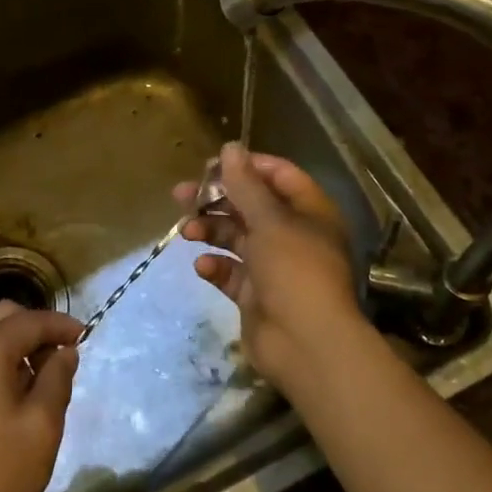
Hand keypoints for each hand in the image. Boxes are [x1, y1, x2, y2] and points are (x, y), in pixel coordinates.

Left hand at [0, 303, 80, 491]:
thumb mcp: (42, 427)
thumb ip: (57, 378)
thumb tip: (64, 352)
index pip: (29, 321)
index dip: (60, 324)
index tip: (84, 336)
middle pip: (1, 316)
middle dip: (34, 328)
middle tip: (59, 357)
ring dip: (11, 341)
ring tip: (34, 377)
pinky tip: (5, 390)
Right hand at [174, 143, 365, 391]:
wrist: (307, 345)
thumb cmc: (294, 271)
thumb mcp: (269, 220)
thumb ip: (245, 184)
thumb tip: (230, 147)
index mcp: (308, 212)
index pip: (278, 176)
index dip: (246, 167)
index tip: (211, 165)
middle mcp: (293, 235)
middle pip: (251, 206)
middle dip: (217, 199)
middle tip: (182, 195)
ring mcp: (274, 267)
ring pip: (236, 238)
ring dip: (210, 231)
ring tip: (186, 231)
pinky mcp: (255, 296)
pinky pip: (230, 273)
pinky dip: (216, 267)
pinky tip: (203, 266)